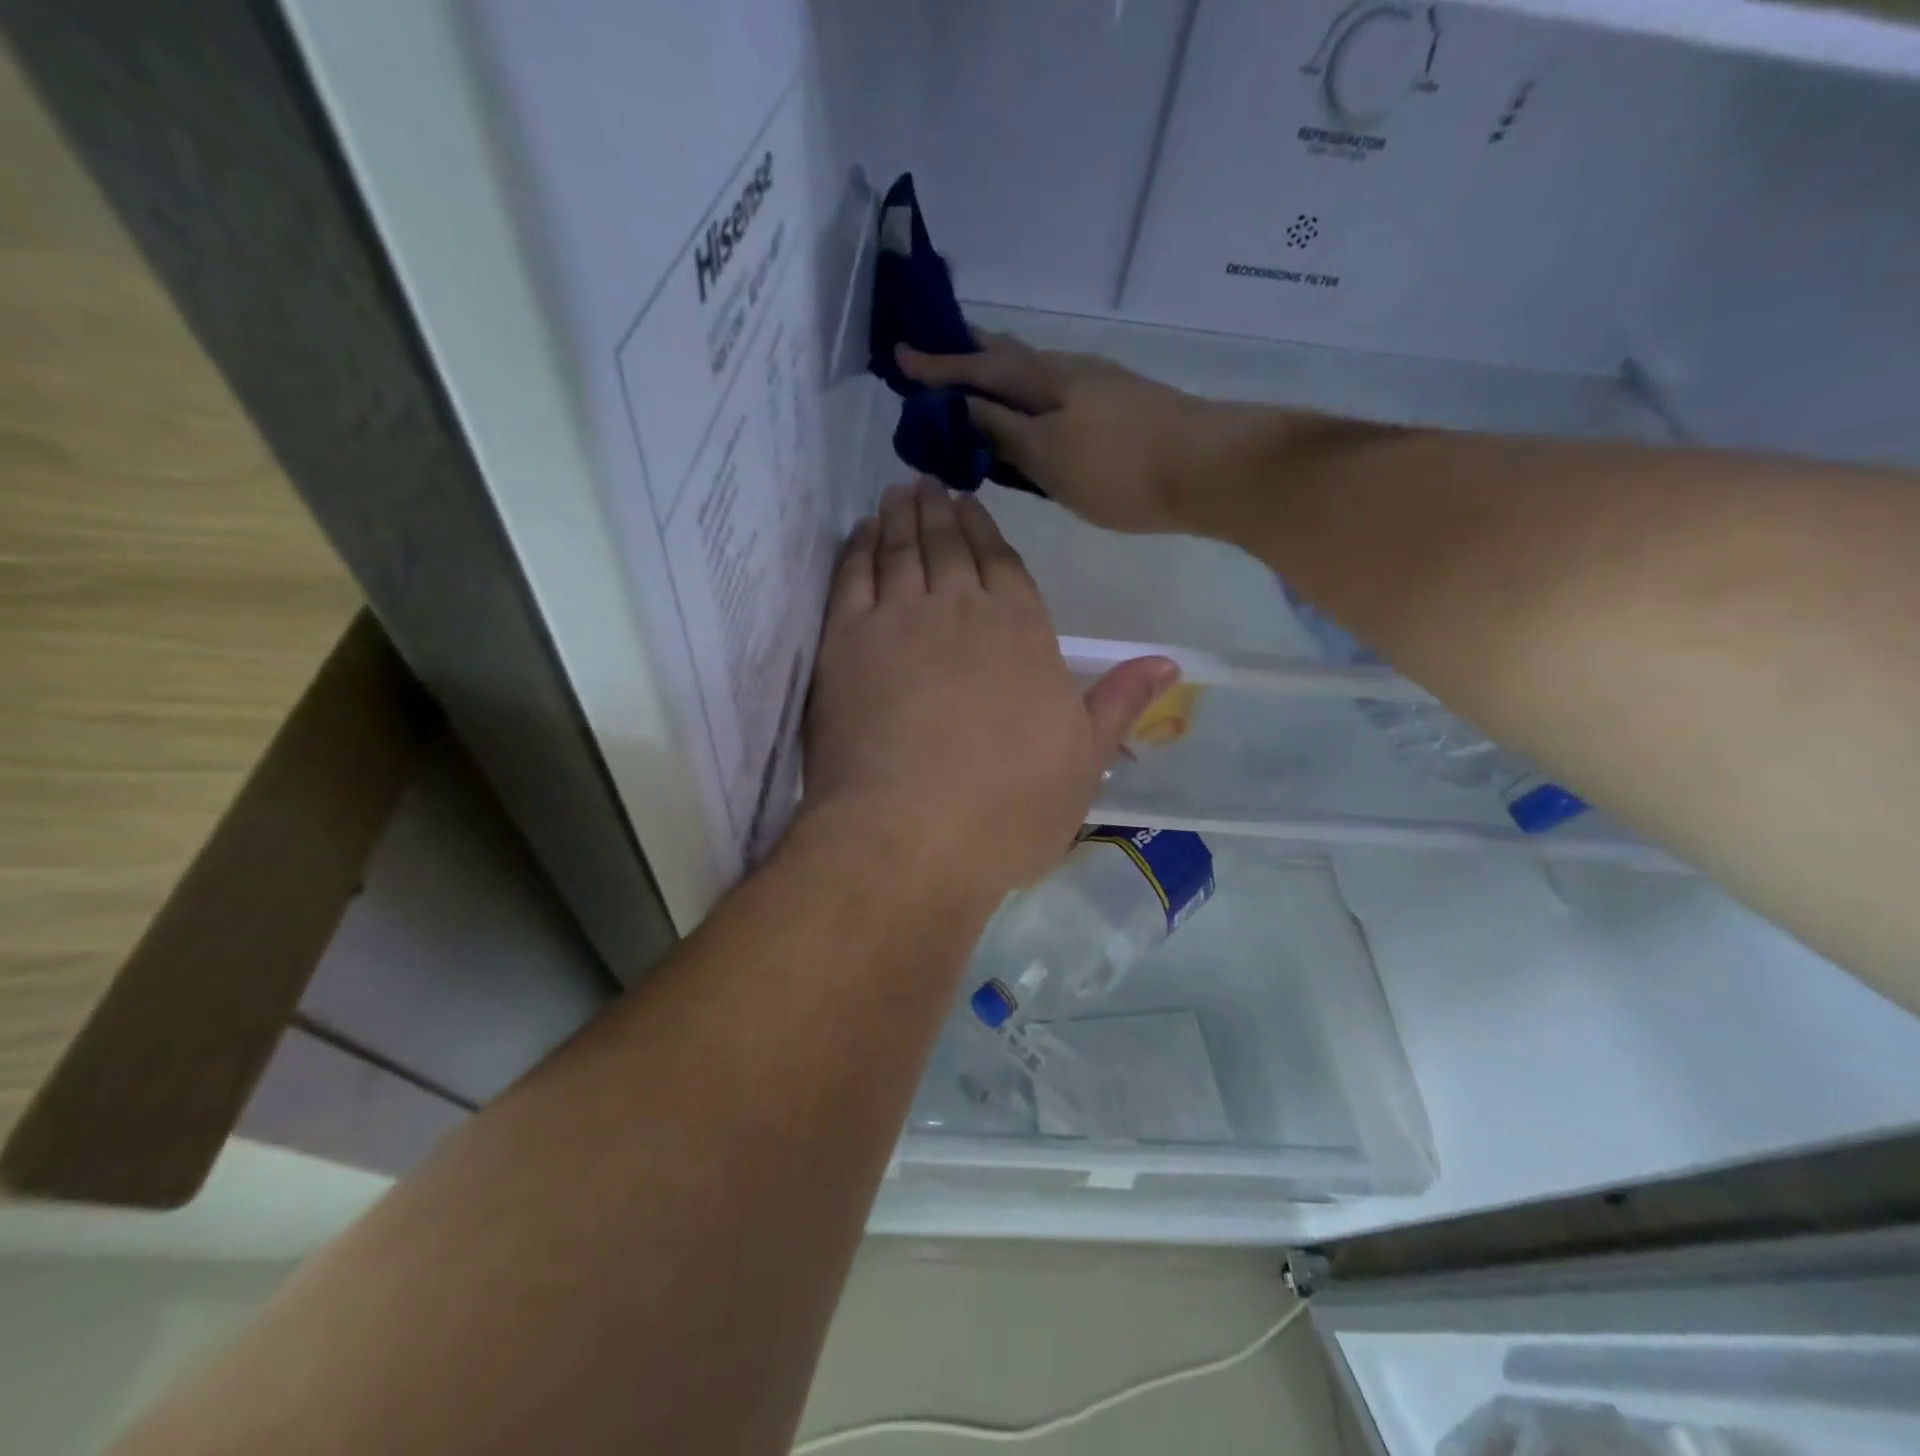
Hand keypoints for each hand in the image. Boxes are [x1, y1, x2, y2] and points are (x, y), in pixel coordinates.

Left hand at [802, 479, 1175, 902]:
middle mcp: (961, 610)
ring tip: (897, 494)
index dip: (985, 531)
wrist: (911, 836)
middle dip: (940, 511)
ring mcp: (898, 620)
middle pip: (949, 546)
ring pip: (899, 550)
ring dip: (899, 518)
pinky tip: (858, 534)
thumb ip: (1119, 702)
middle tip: (928, 484)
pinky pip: (850, 576)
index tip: (969, 505)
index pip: (1003, 564)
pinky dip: (856, 548)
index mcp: (1023, 632)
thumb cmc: (1008, 808)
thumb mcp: (1083, 761)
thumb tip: (1168, 661)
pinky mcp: (844, 642)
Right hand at [896, 332, 1216, 534]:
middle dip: (969, 356)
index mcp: (1045, 380)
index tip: (899, 355)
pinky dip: (1029, 399)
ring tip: (975, 386)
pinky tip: (1031, 416)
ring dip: (1000, 376)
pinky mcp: (1119, 408)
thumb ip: (1003, 431)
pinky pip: (1056, 395)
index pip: (979, 366)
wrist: (1208, 469)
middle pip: (1008, 357)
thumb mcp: (1049, 455)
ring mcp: (1098, 388)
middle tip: (935, 357)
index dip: (938, 365)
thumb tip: (961, 408)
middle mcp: (1068, 372)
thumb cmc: (1121, 468)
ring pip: (1034, 375)